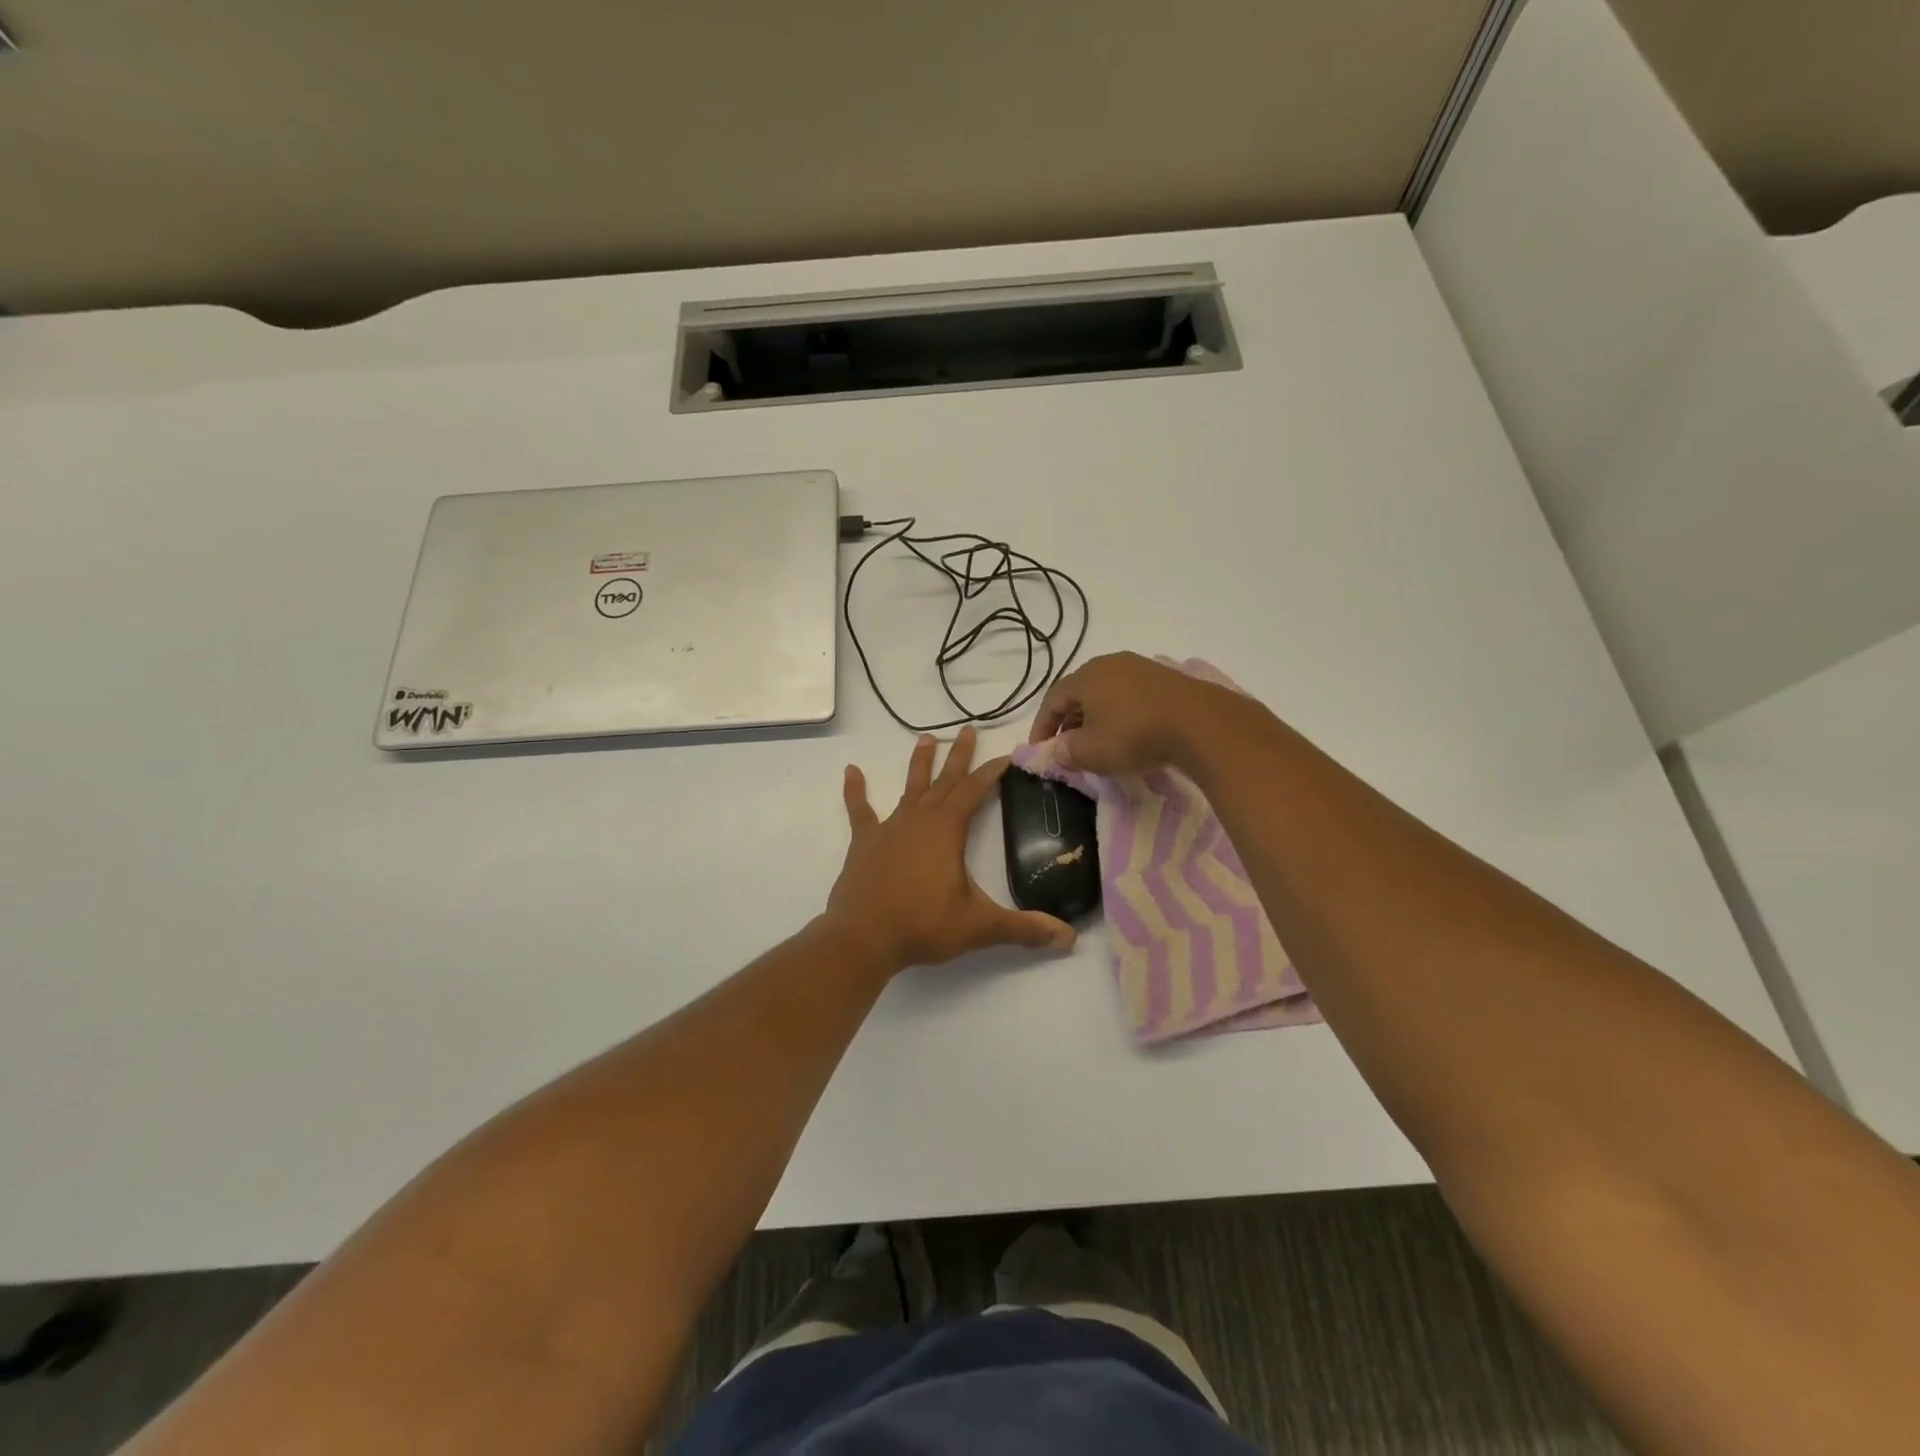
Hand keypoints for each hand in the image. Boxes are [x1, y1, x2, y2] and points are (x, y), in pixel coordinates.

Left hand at [825, 727, 1076, 974]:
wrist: (862, 938)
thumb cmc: (922, 926)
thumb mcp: (979, 927)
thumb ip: (1023, 929)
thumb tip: (1069, 938)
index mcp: (947, 830)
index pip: (974, 791)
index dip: (991, 772)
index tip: (1006, 756)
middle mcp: (919, 819)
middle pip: (944, 781)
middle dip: (959, 756)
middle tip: (968, 730)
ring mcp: (889, 828)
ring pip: (909, 788)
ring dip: (919, 764)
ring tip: (926, 738)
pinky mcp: (864, 843)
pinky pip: (860, 811)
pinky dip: (855, 791)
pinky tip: (851, 771)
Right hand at [1028, 652, 1227, 774]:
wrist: (1199, 723)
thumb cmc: (1133, 735)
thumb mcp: (1091, 752)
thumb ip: (1067, 751)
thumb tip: (1059, 749)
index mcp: (1085, 677)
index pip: (1052, 699)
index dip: (1042, 726)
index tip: (1040, 749)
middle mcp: (1110, 664)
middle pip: (1079, 692)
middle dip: (1069, 720)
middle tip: (1068, 746)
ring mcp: (1140, 667)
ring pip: (1106, 692)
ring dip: (1096, 716)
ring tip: (1098, 741)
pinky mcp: (1165, 678)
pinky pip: (1131, 695)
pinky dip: (1121, 713)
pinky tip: (1129, 732)